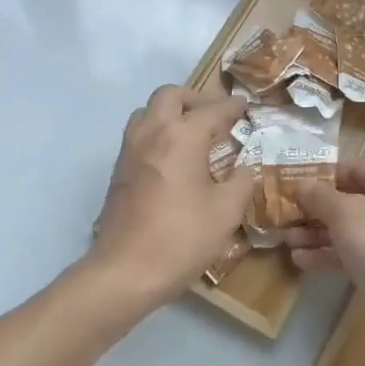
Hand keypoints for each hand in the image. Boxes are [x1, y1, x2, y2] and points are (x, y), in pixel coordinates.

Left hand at [88, 85, 255, 306]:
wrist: (125, 270)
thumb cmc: (182, 238)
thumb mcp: (226, 212)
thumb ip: (241, 182)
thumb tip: (246, 168)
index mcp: (182, 136)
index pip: (212, 110)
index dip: (232, 106)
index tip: (245, 106)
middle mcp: (152, 133)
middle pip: (170, 95)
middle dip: (195, 98)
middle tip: (215, 115)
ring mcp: (129, 150)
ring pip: (148, 111)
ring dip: (170, 112)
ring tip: (191, 132)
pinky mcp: (118, 170)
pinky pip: (138, 134)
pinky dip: (157, 132)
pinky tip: (173, 157)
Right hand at [286, 159, 364, 348]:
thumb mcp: (344, 213)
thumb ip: (319, 196)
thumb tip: (302, 185)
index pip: (353, 167)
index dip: (320, 176)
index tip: (291, 186)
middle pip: (351, 199)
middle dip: (315, 210)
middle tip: (284, 217)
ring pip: (352, 228)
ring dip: (319, 233)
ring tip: (287, 241)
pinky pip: (359, 251)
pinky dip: (333, 253)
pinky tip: (302, 261)